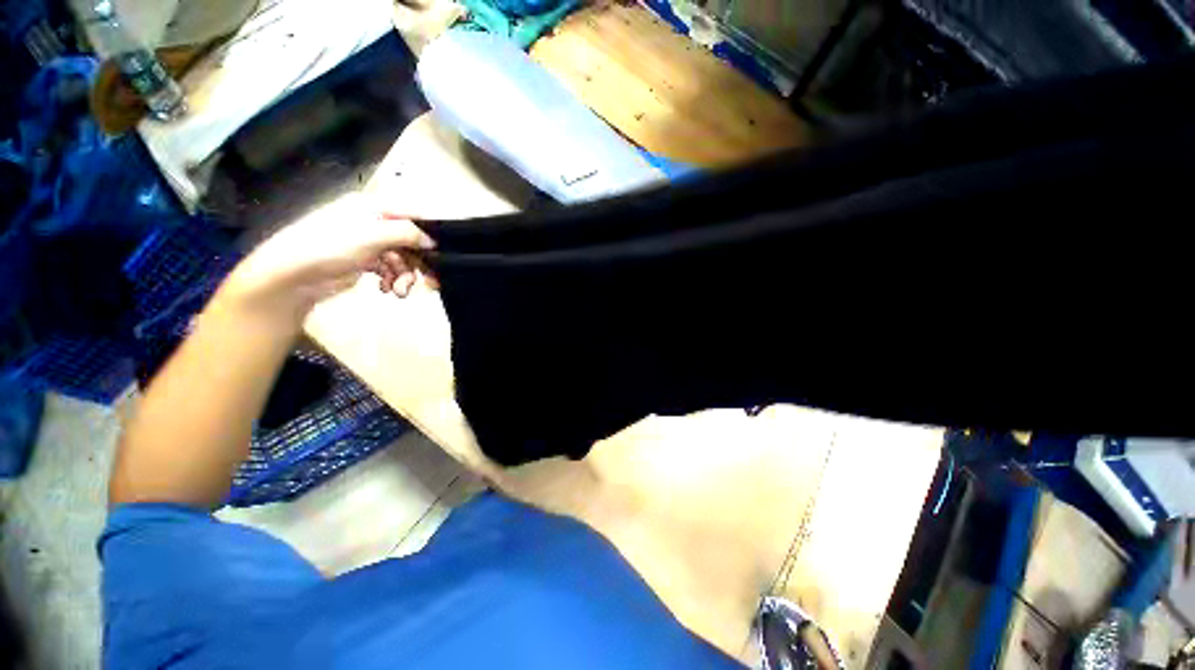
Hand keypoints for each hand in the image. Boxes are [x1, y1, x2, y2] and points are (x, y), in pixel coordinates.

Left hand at [218, 195, 435, 326]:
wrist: (293, 275)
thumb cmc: (332, 246)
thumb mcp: (373, 234)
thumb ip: (408, 233)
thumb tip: (432, 241)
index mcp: (375, 207)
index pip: (414, 213)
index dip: (431, 231)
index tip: (445, 251)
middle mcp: (374, 222)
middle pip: (411, 240)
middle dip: (420, 262)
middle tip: (431, 282)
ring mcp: (369, 243)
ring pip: (403, 258)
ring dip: (406, 276)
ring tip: (401, 291)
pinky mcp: (365, 262)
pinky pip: (391, 269)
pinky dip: (394, 280)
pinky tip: (389, 290)